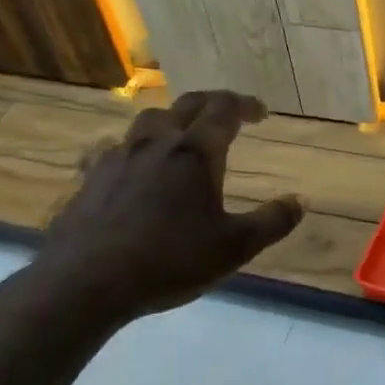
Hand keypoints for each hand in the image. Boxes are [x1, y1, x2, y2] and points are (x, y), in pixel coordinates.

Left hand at [33, 90, 303, 324]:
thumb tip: (299, 201)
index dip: (245, 105)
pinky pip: (117, 147)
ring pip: (149, 120)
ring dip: (173, 119)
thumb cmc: (169, 260)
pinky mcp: (91, 177)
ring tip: (182, 135)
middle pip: (187, 104)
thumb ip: (271, 222)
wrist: (85, 281)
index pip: (224, 110)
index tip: (261, 112)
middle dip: (213, 103)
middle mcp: (157, 142)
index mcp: (195, 153)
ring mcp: (118, 156)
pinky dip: (136, 148)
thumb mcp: (234, 248)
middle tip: (229, 112)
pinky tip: (134, 167)